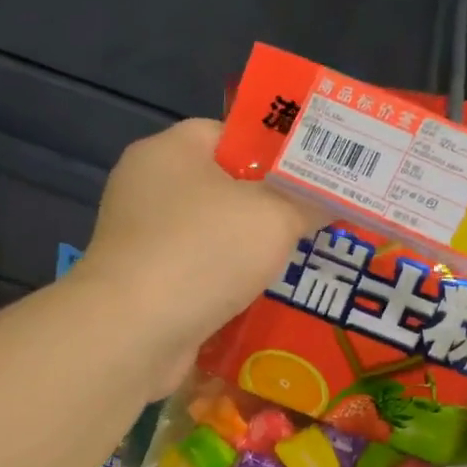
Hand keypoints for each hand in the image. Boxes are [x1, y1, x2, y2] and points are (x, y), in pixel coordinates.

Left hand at [79, 119, 319, 367]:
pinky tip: (264, 296)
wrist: (133, 333)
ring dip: (251, 249)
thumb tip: (333, 197)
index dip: (274, 149)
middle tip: (316, 217)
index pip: (230, 133)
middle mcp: (148, 188)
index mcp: (170, 151)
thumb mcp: (275, 216)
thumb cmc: (204, 251)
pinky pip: (198, 271)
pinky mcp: (144, 283)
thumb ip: (308, 200)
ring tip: (301, 258)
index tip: (312, 172)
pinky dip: (227, 282)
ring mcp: (141, 238)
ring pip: (212, 233)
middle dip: (270, 204)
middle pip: (223, 185)